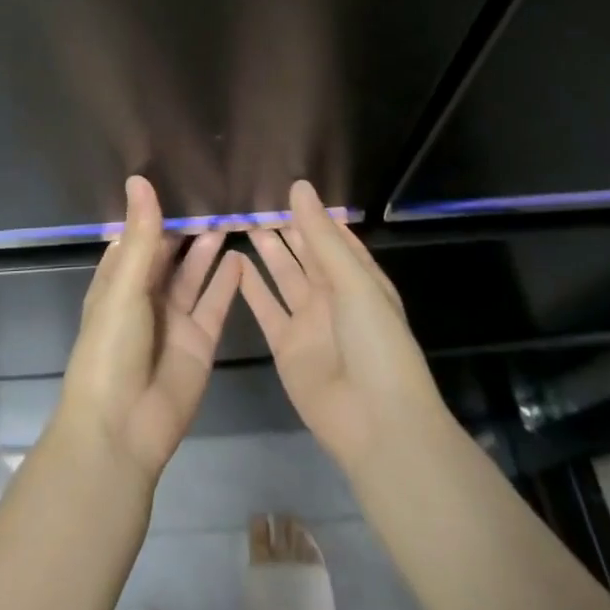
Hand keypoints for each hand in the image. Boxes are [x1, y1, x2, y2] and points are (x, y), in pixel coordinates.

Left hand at [57, 176, 244, 480]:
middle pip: (170, 253)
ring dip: (210, 249)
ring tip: (233, 216)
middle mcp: (146, 294)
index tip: (182, 178)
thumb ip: (141, 235)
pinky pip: (215, 304)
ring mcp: (174, 319)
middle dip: (189, 228)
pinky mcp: (199, 342)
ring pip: (195, 275)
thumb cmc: (111, 348)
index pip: (140, 236)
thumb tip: (140, 179)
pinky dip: (227, 282)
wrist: (122, 429)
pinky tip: (242, 257)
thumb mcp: (125, 286)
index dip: (158, 212)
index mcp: (118, 279)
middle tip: (218, 194)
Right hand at [240, 180, 450, 473]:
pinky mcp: (286, 346)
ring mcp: (309, 322)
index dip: (312, 214)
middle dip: (285, 229)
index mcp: (359, 279)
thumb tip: (299, 185)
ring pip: (284, 276)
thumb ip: (321, 235)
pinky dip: (250, 287)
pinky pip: (265, 309)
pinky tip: (232, 262)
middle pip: (306, 254)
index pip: (334, 237)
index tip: (286, 186)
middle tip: (254, 200)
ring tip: (243, 221)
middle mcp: (333, 297)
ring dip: (267, 252)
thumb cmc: (376, 343)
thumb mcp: (353, 282)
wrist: (376, 424)